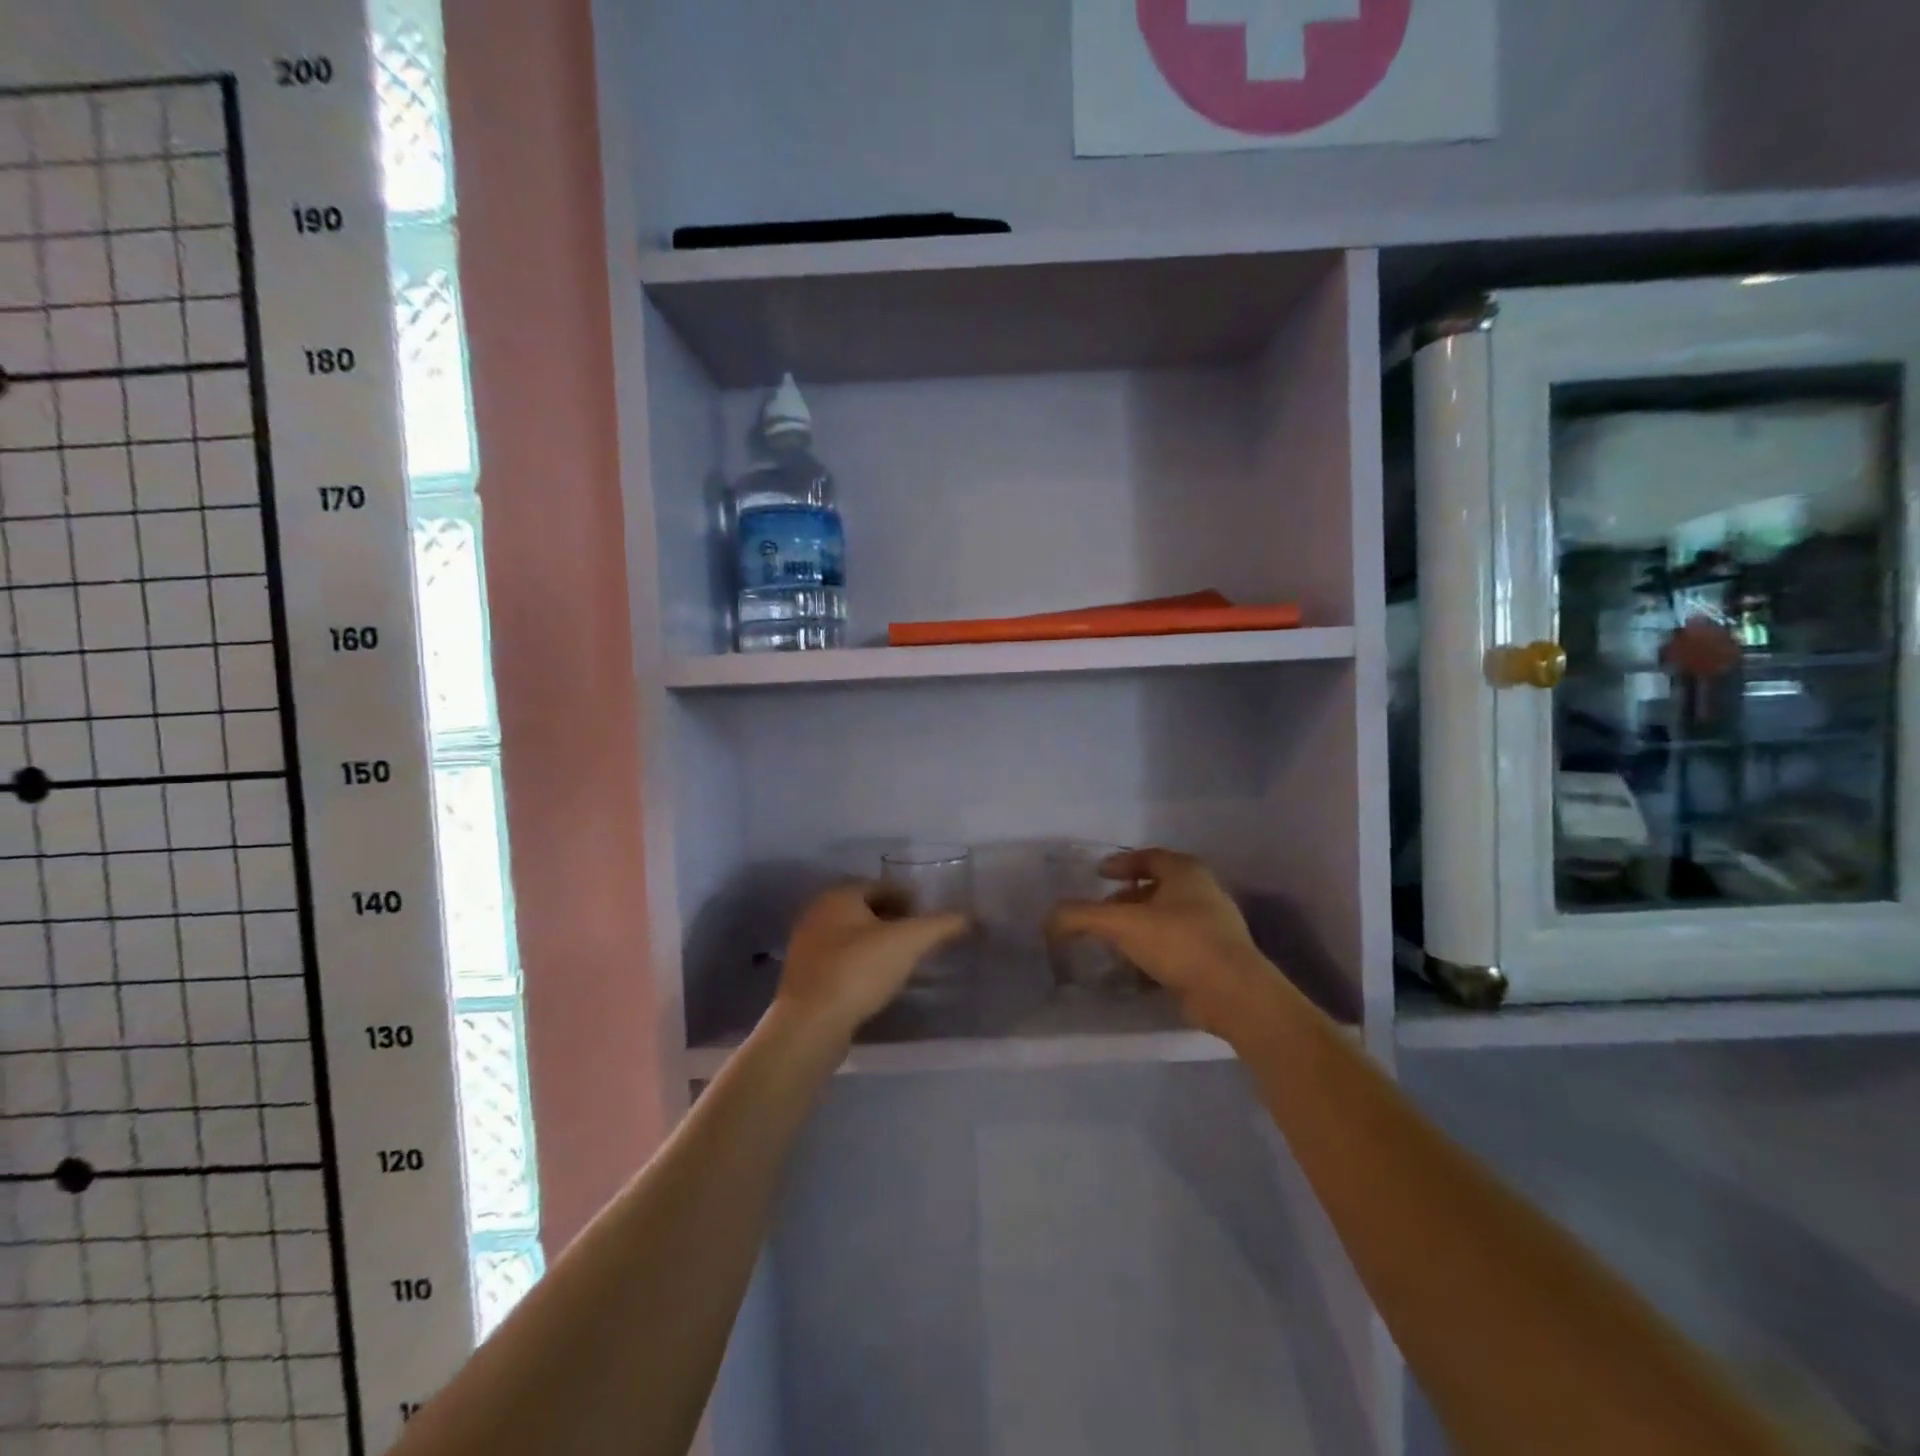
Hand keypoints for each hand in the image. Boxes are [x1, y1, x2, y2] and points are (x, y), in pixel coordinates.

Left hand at [775, 882, 969, 1038]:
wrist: (811, 1024)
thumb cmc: (859, 970)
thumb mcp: (908, 942)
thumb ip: (941, 925)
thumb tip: (970, 917)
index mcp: (839, 895)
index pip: (881, 885)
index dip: (909, 897)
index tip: (929, 916)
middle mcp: (818, 913)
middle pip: (864, 908)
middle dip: (893, 919)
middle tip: (918, 936)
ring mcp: (806, 945)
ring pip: (850, 935)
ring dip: (876, 942)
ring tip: (902, 960)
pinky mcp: (804, 976)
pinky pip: (840, 960)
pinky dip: (860, 963)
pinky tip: (877, 981)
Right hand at [1047, 849, 1274, 1037]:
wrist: (1233, 993)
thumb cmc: (1179, 942)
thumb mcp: (1122, 924)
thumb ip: (1082, 917)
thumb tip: (1049, 918)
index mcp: (1185, 871)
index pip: (1148, 856)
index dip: (1120, 863)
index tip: (1098, 874)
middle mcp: (1202, 890)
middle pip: (1156, 887)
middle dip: (1126, 898)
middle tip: (1101, 912)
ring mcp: (1213, 924)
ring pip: (1165, 917)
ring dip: (1138, 926)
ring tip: (1113, 943)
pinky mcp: (1215, 955)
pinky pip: (1176, 944)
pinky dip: (1153, 949)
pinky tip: (1136, 968)